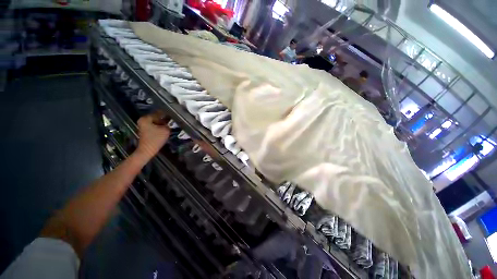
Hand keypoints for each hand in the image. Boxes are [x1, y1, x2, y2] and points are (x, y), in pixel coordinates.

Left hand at [135, 111, 170, 159]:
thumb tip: (171, 121)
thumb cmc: (155, 139)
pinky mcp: (145, 131)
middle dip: (164, 119)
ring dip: (162, 123)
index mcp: (146, 119)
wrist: (148, 150)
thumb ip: (169, 124)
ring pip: (156, 122)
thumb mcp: (165, 130)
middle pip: (156, 117)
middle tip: (173, 120)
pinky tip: (165, 129)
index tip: (174, 114)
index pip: (158, 113)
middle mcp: (143, 121)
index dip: (167, 114)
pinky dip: (159, 127)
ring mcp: (143, 126)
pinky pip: (154, 126)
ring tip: (170, 124)